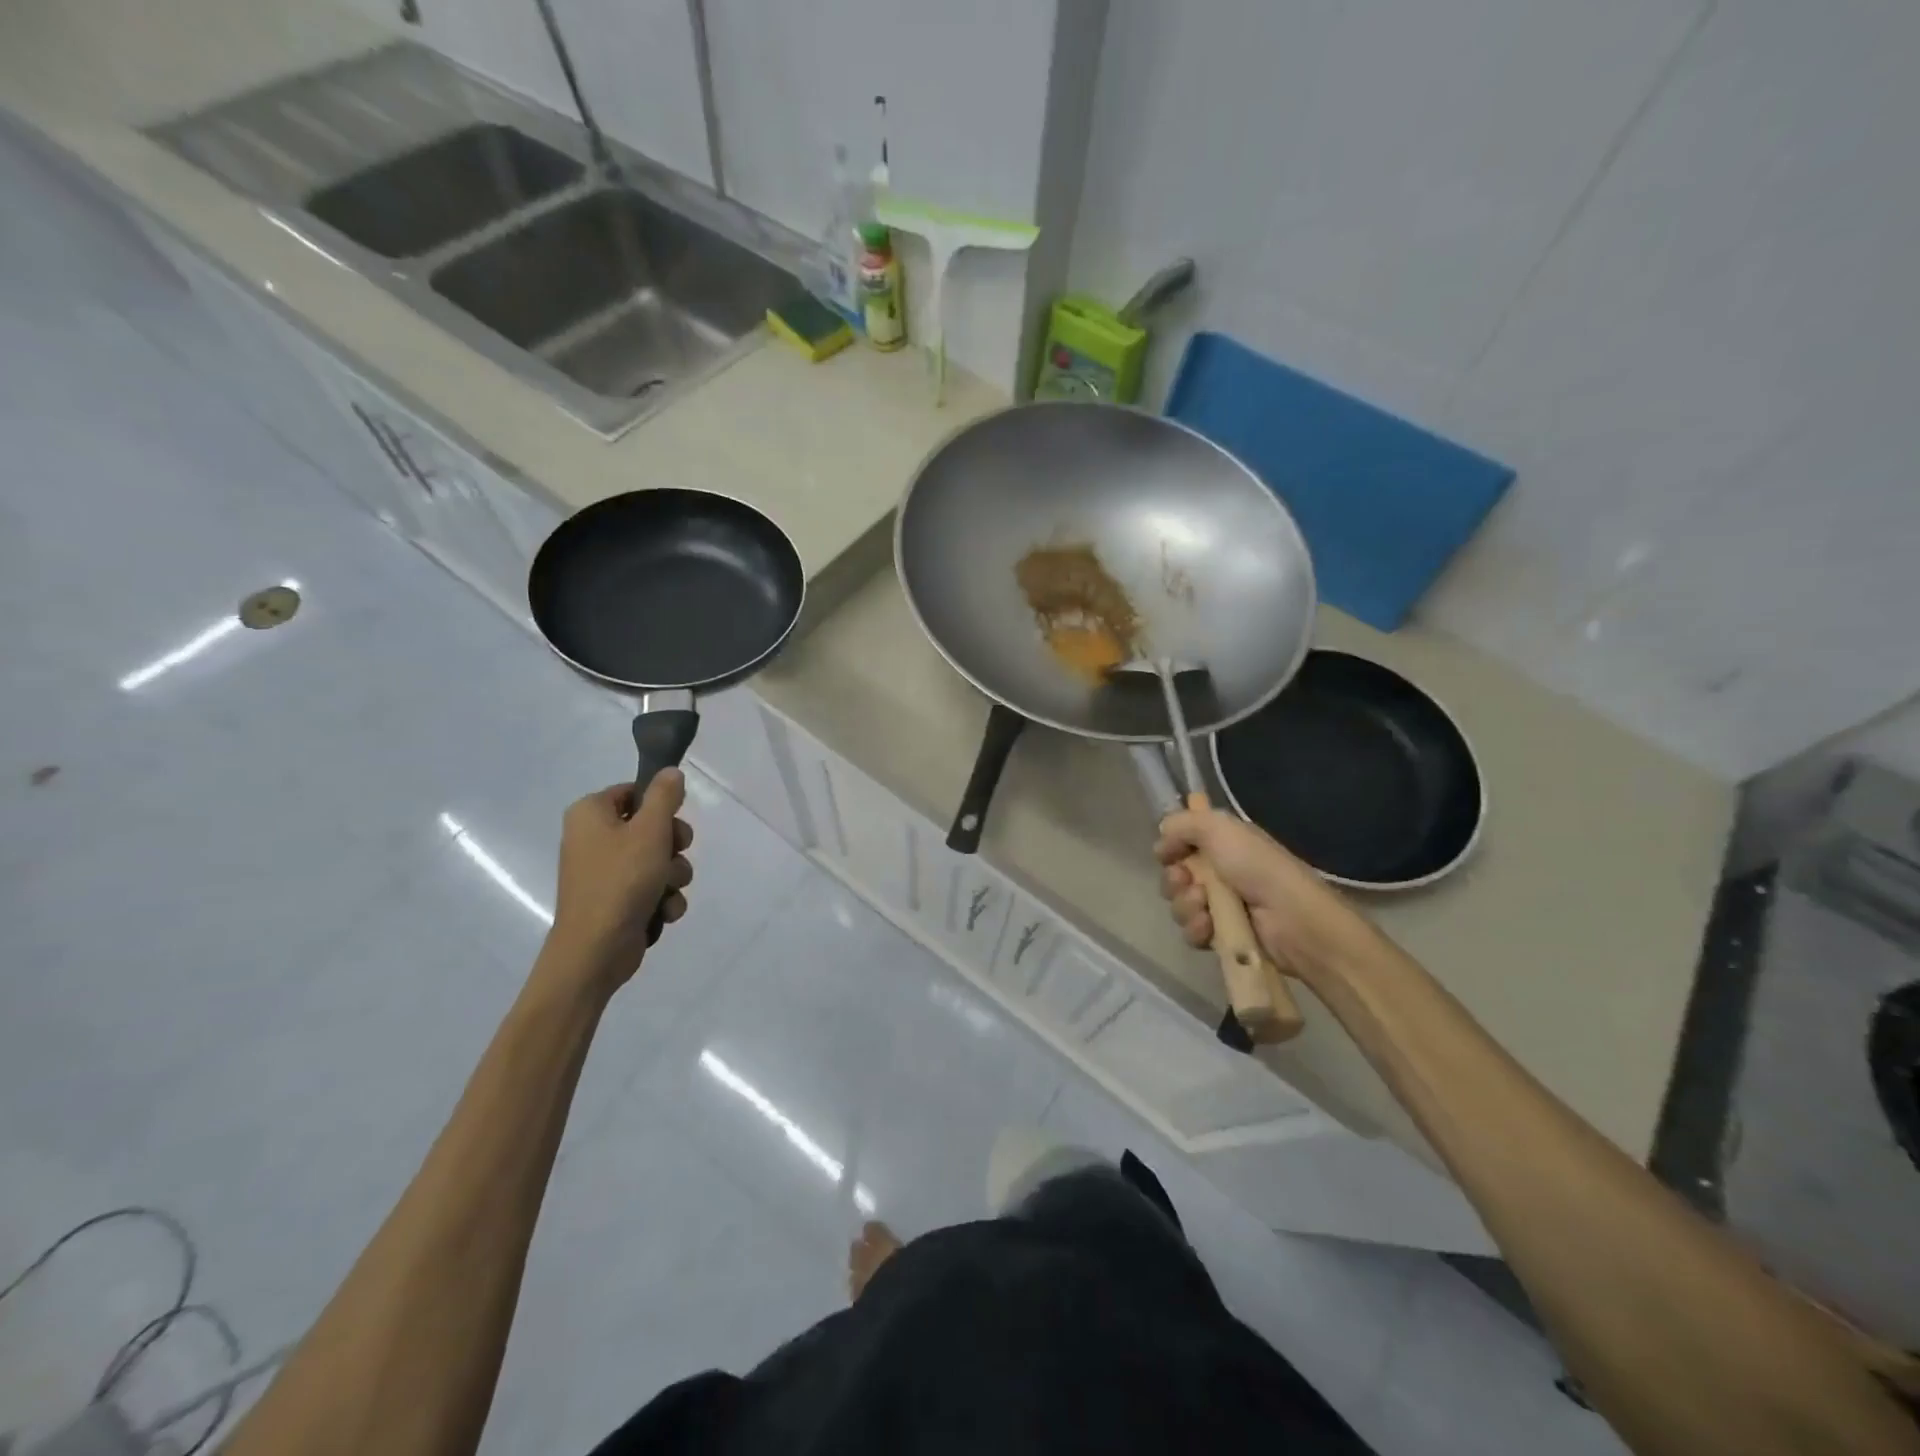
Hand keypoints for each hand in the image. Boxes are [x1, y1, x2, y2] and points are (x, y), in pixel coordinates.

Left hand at [546, 771, 693, 991]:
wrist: (596, 950)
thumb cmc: (621, 881)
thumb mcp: (650, 830)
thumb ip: (664, 796)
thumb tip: (671, 772)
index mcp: (590, 813)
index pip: (634, 792)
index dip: (660, 806)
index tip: (673, 822)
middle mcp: (592, 838)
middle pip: (650, 826)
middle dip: (673, 845)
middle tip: (675, 854)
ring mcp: (604, 871)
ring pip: (657, 859)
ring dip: (673, 874)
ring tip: (667, 890)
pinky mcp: (616, 899)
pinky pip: (651, 886)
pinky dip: (662, 897)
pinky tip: (663, 910)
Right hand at [1154, 807, 1363, 980]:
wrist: (1293, 920)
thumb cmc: (1258, 867)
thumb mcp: (1220, 829)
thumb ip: (1184, 823)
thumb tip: (1162, 837)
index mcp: (1223, 843)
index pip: (1182, 842)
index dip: (1170, 847)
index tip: (1166, 852)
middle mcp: (1220, 872)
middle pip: (1175, 875)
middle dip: (1174, 879)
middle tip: (1186, 881)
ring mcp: (1221, 906)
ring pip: (1180, 904)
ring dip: (1185, 905)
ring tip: (1204, 906)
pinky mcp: (1223, 937)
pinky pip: (1192, 932)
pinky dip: (1196, 929)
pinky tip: (1209, 927)